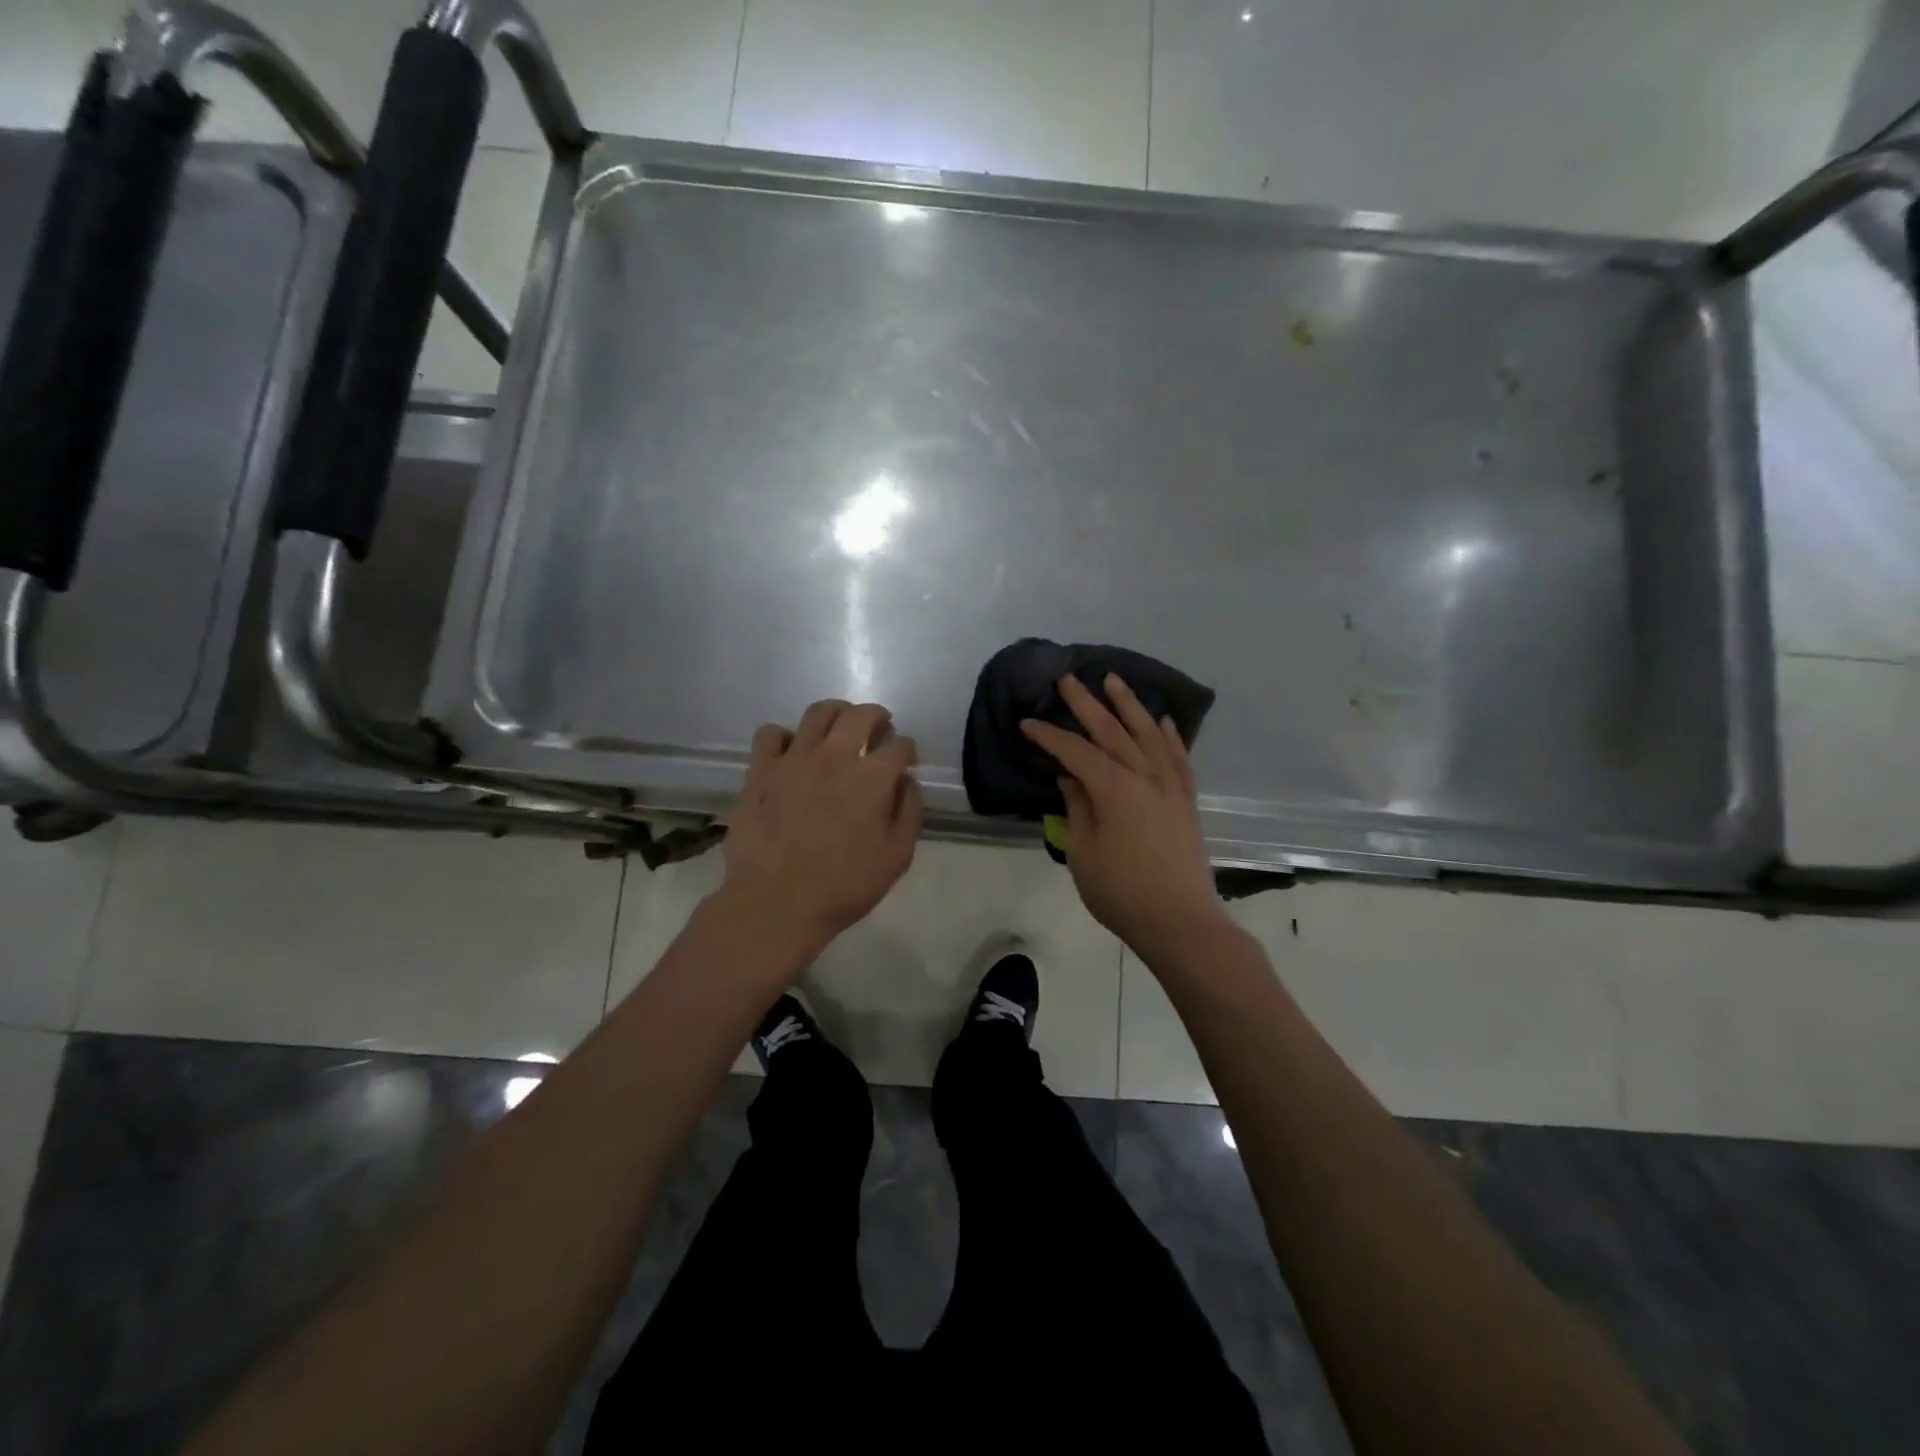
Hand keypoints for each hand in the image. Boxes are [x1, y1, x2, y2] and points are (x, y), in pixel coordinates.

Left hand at [721, 700, 923, 961]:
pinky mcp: (761, 770)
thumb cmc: (843, 886)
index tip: (906, 762)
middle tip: (879, 730)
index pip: (900, 744)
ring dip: (836, 714)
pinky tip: (791, 753)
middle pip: (861, 714)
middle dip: (877, 717)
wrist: (776, 903)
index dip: (907, 750)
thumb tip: (908, 781)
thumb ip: (910, 812)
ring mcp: (794, 759)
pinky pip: (771, 733)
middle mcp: (835, 757)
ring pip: (818, 712)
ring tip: (838, 728)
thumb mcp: (896, 857)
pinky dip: (785, 737)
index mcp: (872, 778)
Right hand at [1020, 674, 1225, 958]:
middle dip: (1087, 704)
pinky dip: (1170, 736)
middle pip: (1112, 732)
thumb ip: (1077, 807)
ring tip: (1114, 680)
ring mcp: (1170, 786)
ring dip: (1130, 706)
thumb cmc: (1121, 892)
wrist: (1180, 921)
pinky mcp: (1186, 800)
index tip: (1027, 723)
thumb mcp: (1083, 852)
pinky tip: (1163, 721)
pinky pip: (1179, 758)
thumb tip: (1070, 777)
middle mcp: (1145, 777)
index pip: (1076, 752)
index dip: (1049, 736)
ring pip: (1148, 735)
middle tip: (1068, 679)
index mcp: (1114, 789)